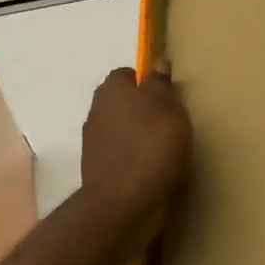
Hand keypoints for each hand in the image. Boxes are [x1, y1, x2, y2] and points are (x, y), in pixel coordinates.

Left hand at [79, 66, 190, 240]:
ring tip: (165, 149)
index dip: (146, 82)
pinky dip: (135, 159)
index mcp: (111, 90)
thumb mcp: (167, 107)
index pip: (126, 75)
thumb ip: (161, 84)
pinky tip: (153, 169)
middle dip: (142, 109)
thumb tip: (158, 61)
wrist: (124, 204)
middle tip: (170, 121)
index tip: (167, 95)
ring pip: (121, 130)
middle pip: (122, 103)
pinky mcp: (98, 171)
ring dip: (138, 136)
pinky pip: (121, 156)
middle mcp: (97, 112)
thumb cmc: (151, 145)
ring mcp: (94, 144)